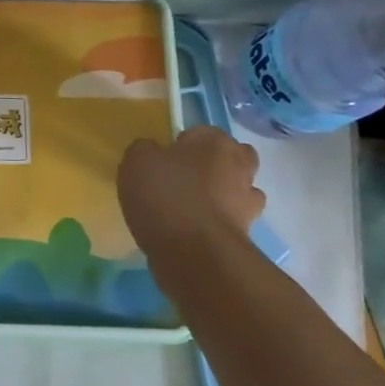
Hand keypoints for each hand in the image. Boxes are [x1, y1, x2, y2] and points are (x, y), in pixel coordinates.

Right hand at [118, 126, 266, 263]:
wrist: (194, 253)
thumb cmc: (165, 195)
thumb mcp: (136, 161)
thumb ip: (144, 149)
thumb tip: (152, 151)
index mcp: (216, 142)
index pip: (201, 132)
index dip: (182, 144)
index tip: (164, 160)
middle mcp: (240, 166)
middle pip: (231, 158)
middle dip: (214, 165)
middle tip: (184, 179)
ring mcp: (248, 202)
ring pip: (237, 190)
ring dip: (221, 195)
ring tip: (189, 208)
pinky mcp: (247, 233)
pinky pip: (231, 220)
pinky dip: (217, 222)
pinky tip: (193, 231)